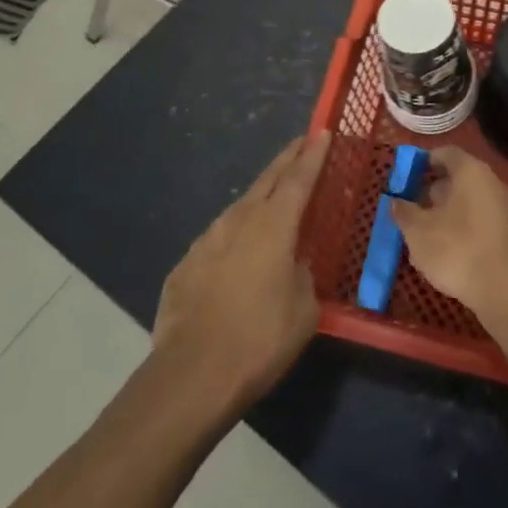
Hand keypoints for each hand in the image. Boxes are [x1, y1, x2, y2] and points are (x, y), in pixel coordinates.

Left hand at [152, 132, 327, 415]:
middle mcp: (238, 221)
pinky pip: (217, 241)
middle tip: (300, 145)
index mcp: (273, 225)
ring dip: (258, 199)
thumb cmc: (260, 339)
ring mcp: (207, 240)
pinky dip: (234, 238)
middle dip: (286, 160)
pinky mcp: (185, 265)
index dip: (313, 155)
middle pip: (267, 180)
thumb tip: (294, 265)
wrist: (192, 375)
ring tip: (271, 201)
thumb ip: (303, 276)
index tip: (322, 132)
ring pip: (239, 209)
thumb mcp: (304, 310)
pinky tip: (237, 257)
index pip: (299, 179)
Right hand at [390, 146, 507, 317]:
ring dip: (443, 214)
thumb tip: (396, 201)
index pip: (445, 153)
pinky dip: (460, 229)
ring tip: (421, 237)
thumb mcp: (418, 231)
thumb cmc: (457, 249)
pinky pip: (478, 221)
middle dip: (431, 192)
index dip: (423, 162)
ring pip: (466, 203)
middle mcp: (491, 182)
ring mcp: (503, 208)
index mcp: (470, 172)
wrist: (505, 291)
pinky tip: (444, 253)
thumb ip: (404, 211)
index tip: (405, 177)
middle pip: (456, 178)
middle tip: (410, 209)